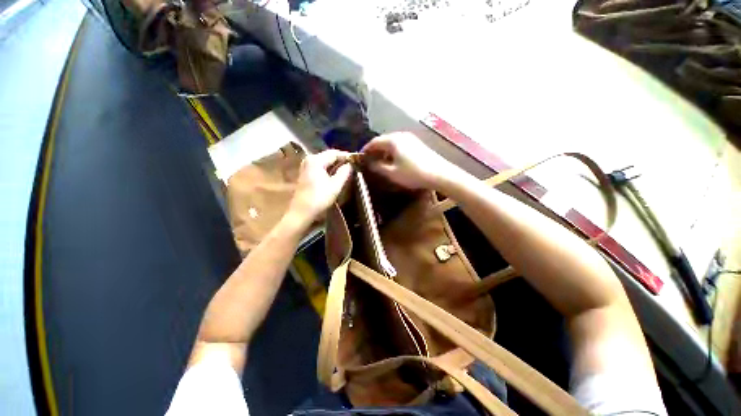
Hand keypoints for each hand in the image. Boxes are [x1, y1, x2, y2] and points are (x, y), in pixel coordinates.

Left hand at [286, 150, 352, 226]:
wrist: (301, 212)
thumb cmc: (319, 198)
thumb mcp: (335, 185)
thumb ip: (344, 172)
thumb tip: (350, 164)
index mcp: (316, 160)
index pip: (334, 153)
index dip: (346, 156)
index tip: (357, 160)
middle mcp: (309, 159)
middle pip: (328, 156)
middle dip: (341, 161)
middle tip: (353, 166)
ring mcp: (306, 166)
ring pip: (324, 162)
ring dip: (335, 166)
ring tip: (347, 171)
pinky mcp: (305, 174)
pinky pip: (320, 167)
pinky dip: (329, 170)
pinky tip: (336, 176)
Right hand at [362, 132, 458, 189]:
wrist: (438, 173)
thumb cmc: (412, 173)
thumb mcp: (392, 173)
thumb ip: (378, 167)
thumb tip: (370, 163)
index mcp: (393, 140)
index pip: (375, 142)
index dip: (366, 149)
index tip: (360, 156)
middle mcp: (401, 135)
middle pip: (384, 140)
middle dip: (375, 149)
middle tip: (369, 159)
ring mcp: (411, 139)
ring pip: (392, 142)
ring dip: (384, 151)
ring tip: (380, 161)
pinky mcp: (417, 144)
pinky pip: (400, 145)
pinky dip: (393, 151)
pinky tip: (394, 160)